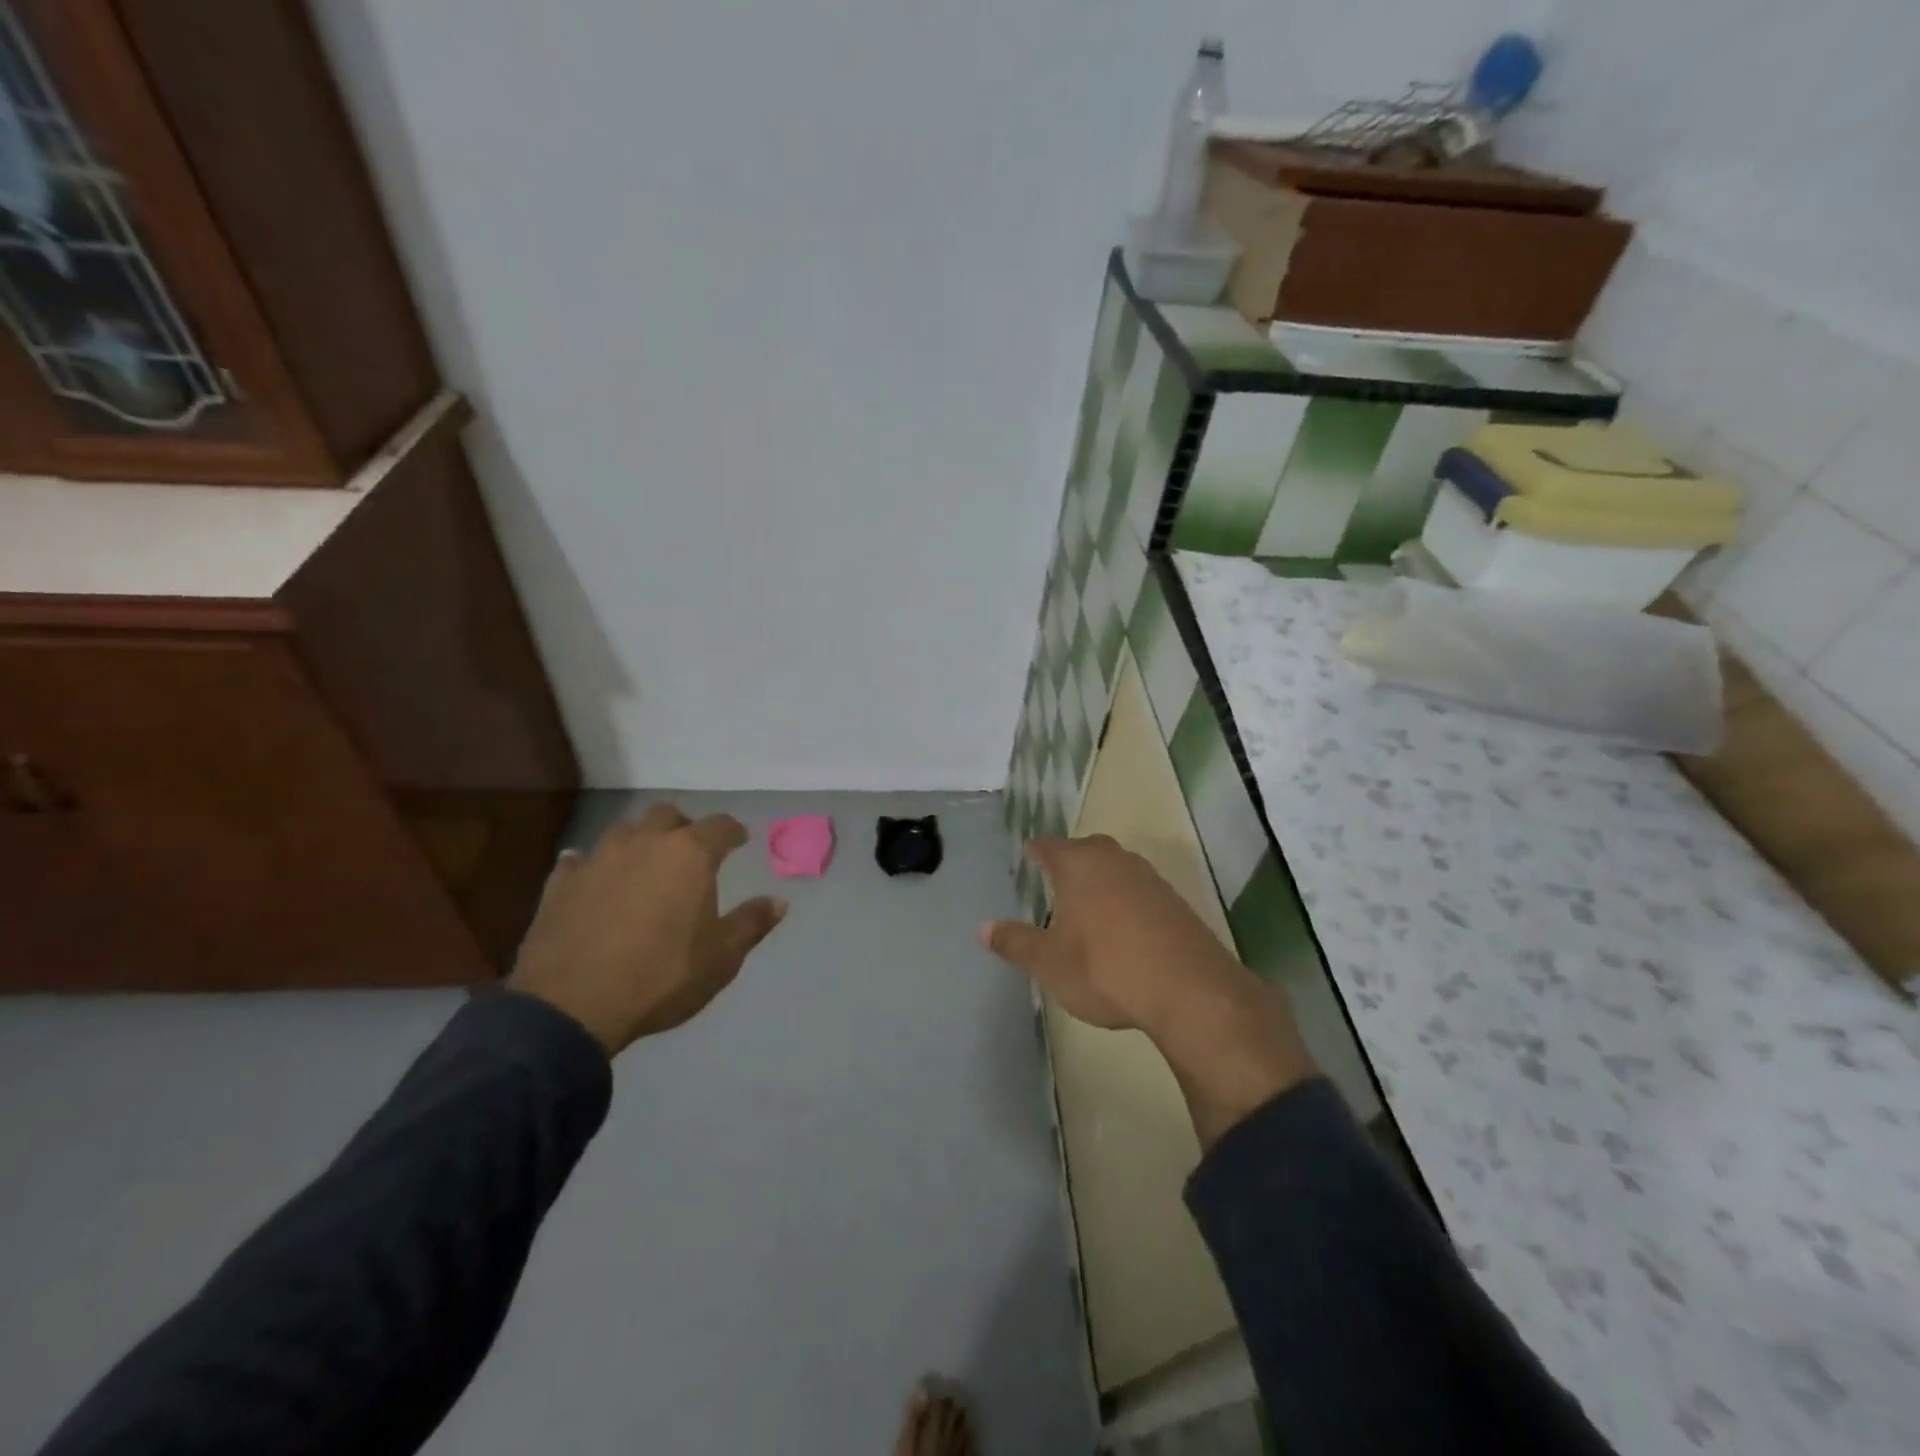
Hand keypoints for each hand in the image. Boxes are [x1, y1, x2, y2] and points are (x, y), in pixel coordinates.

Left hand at [507, 804, 786, 1055]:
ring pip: (623, 832)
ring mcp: (597, 860)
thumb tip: (779, 901)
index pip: (719, 826)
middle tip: (690, 850)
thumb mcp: (722, 957)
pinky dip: (592, 866)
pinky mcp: (560, 883)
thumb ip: (752, 923)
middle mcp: (644, 844)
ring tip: (644, 866)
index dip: (733, 831)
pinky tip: (594, 881)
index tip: (739, 840)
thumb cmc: (661, 977)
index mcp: (689, 855)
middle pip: (666, 815)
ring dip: (638, 842)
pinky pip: (579, 861)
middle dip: (683, 827)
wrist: (572, 1006)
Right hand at [981, 835, 1315, 1145]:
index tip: (1024, 861)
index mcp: (1078, 864)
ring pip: (1115, 869)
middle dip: (1068, 864)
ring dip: (1100, 883)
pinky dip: (1126, 902)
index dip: (1033, 853)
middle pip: (1085, 850)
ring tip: (1086, 909)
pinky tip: (1123, 931)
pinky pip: (1139, 891)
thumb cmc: (1104, 968)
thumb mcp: (1049, 962)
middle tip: (1053, 884)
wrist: (1188, 990)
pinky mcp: (1175, 901)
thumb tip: (983, 928)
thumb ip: (1015, 942)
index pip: (1047, 846)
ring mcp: (1149, 878)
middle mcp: (1114, 859)